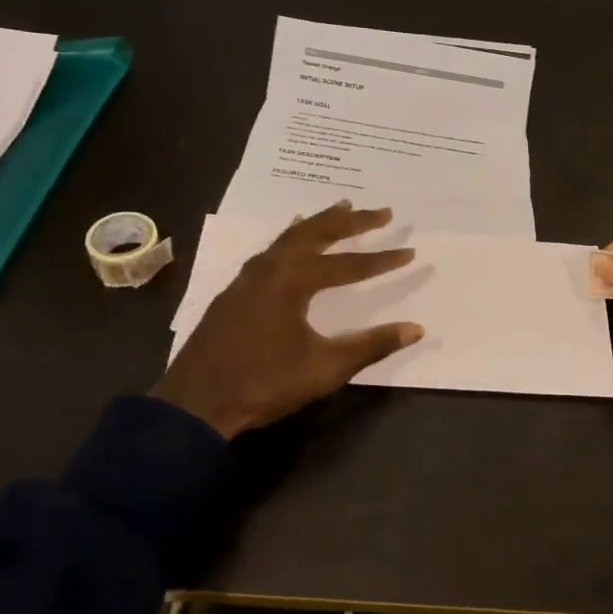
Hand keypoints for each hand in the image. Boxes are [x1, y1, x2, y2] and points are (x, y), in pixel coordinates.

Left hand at [155, 203, 423, 437]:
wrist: (196, 404)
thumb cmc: (264, 384)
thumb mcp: (325, 368)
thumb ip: (371, 345)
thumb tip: (416, 329)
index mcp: (292, 281)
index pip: (347, 264)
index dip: (381, 260)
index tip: (410, 252)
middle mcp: (270, 268)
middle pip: (316, 233)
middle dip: (352, 222)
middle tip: (383, 212)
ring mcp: (248, 278)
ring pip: (290, 237)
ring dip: (320, 223)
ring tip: (343, 209)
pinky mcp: (235, 291)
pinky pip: (271, 250)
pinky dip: (292, 237)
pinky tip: (293, 241)